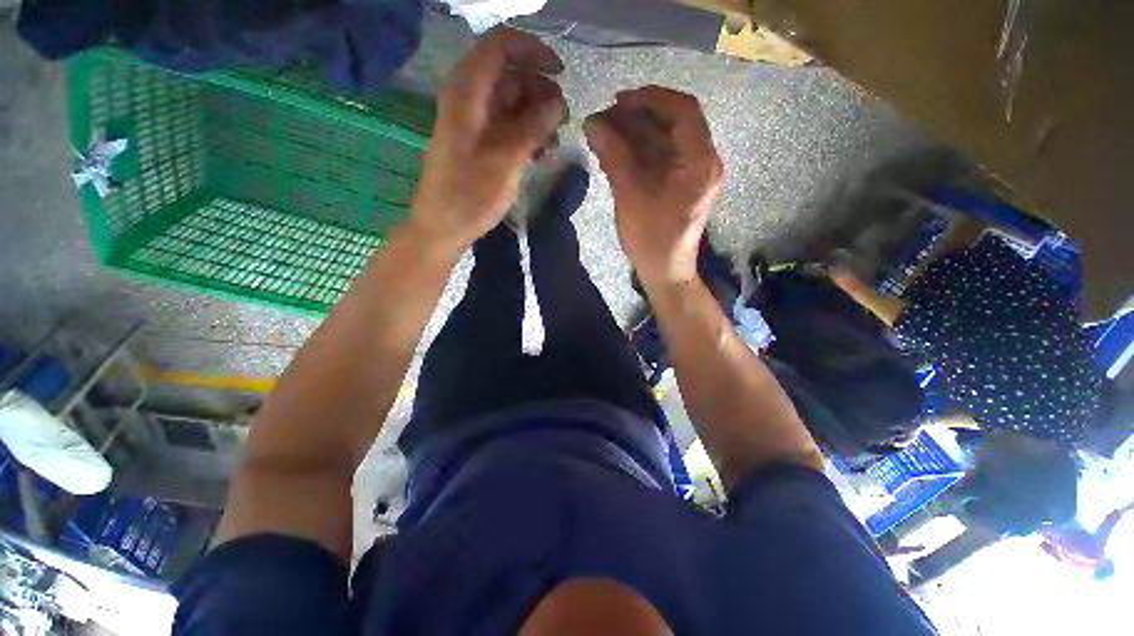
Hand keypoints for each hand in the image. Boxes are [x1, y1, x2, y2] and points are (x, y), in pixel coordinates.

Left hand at [409, 27, 567, 251]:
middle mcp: (469, 99)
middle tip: (563, 120)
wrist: (442, 228)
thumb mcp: (505, 162)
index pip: (500, 46)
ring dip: (537, 116)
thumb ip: (533, 128)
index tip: (561, 74)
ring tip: (554, 142)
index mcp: (467, 93)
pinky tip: (541, 153)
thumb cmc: (469, 196)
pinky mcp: (479, 142)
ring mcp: (474, 122)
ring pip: (511, 102)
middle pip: (510, 75)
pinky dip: (527, 134)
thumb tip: (559, 102)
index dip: (533, 51)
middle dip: (540, 91)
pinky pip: (507, 126)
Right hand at [584, 86, 722, 286]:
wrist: (665, 271)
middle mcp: (703, 162)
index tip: (619, 100)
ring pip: (666, 142)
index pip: (683, 111)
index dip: (651, 98)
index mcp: (699, 161)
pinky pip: (662, 160)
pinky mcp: (681, 187)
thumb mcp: (631, 194)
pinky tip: (617, 154)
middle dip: (638, 118)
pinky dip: (640, 153)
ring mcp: (693, 175)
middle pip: (673, 124)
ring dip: (636, 135)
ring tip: (606, 134)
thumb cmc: (651, 237)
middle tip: (606, 119)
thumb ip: (614, 154)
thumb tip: (592, 122)